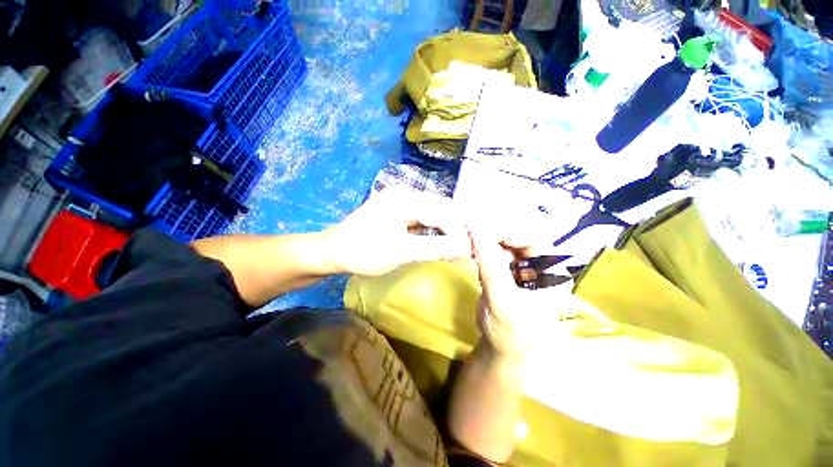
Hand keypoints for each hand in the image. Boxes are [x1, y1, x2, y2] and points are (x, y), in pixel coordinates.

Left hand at [323, 188, 470, 276]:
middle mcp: (406, 193)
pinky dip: (435, 228)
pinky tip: (441, 238)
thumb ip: (435, 248)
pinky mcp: (398, 209)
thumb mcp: (402, 252)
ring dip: (447, 227)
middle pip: (442, 207)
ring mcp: (401, 200)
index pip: (443, 212)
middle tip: (467, 248)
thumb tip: (466, 247)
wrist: (334, 251)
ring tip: (458, 245)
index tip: (470, 251)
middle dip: (456, 228)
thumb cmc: (365, 252)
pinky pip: (423, 216)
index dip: (459, 232)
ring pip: (434, 211)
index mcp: (406, 199)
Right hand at [469, 224, 551, 358]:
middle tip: (471, 233)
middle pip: (519, 238)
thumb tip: (474, 228)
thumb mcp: (502, 300)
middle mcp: (542, 266)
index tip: (480, 229)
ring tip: (469, 240)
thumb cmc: (511, 332)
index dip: (507, 231)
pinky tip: (471, 249)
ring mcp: (524, 268)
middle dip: (495, 234)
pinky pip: (495, 253)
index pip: (533, 239)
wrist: (503, 352)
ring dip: (486, 240)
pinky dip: (482, 249)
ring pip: (505, 244)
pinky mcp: (508, 272)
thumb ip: (489, 264)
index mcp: (553, 273)